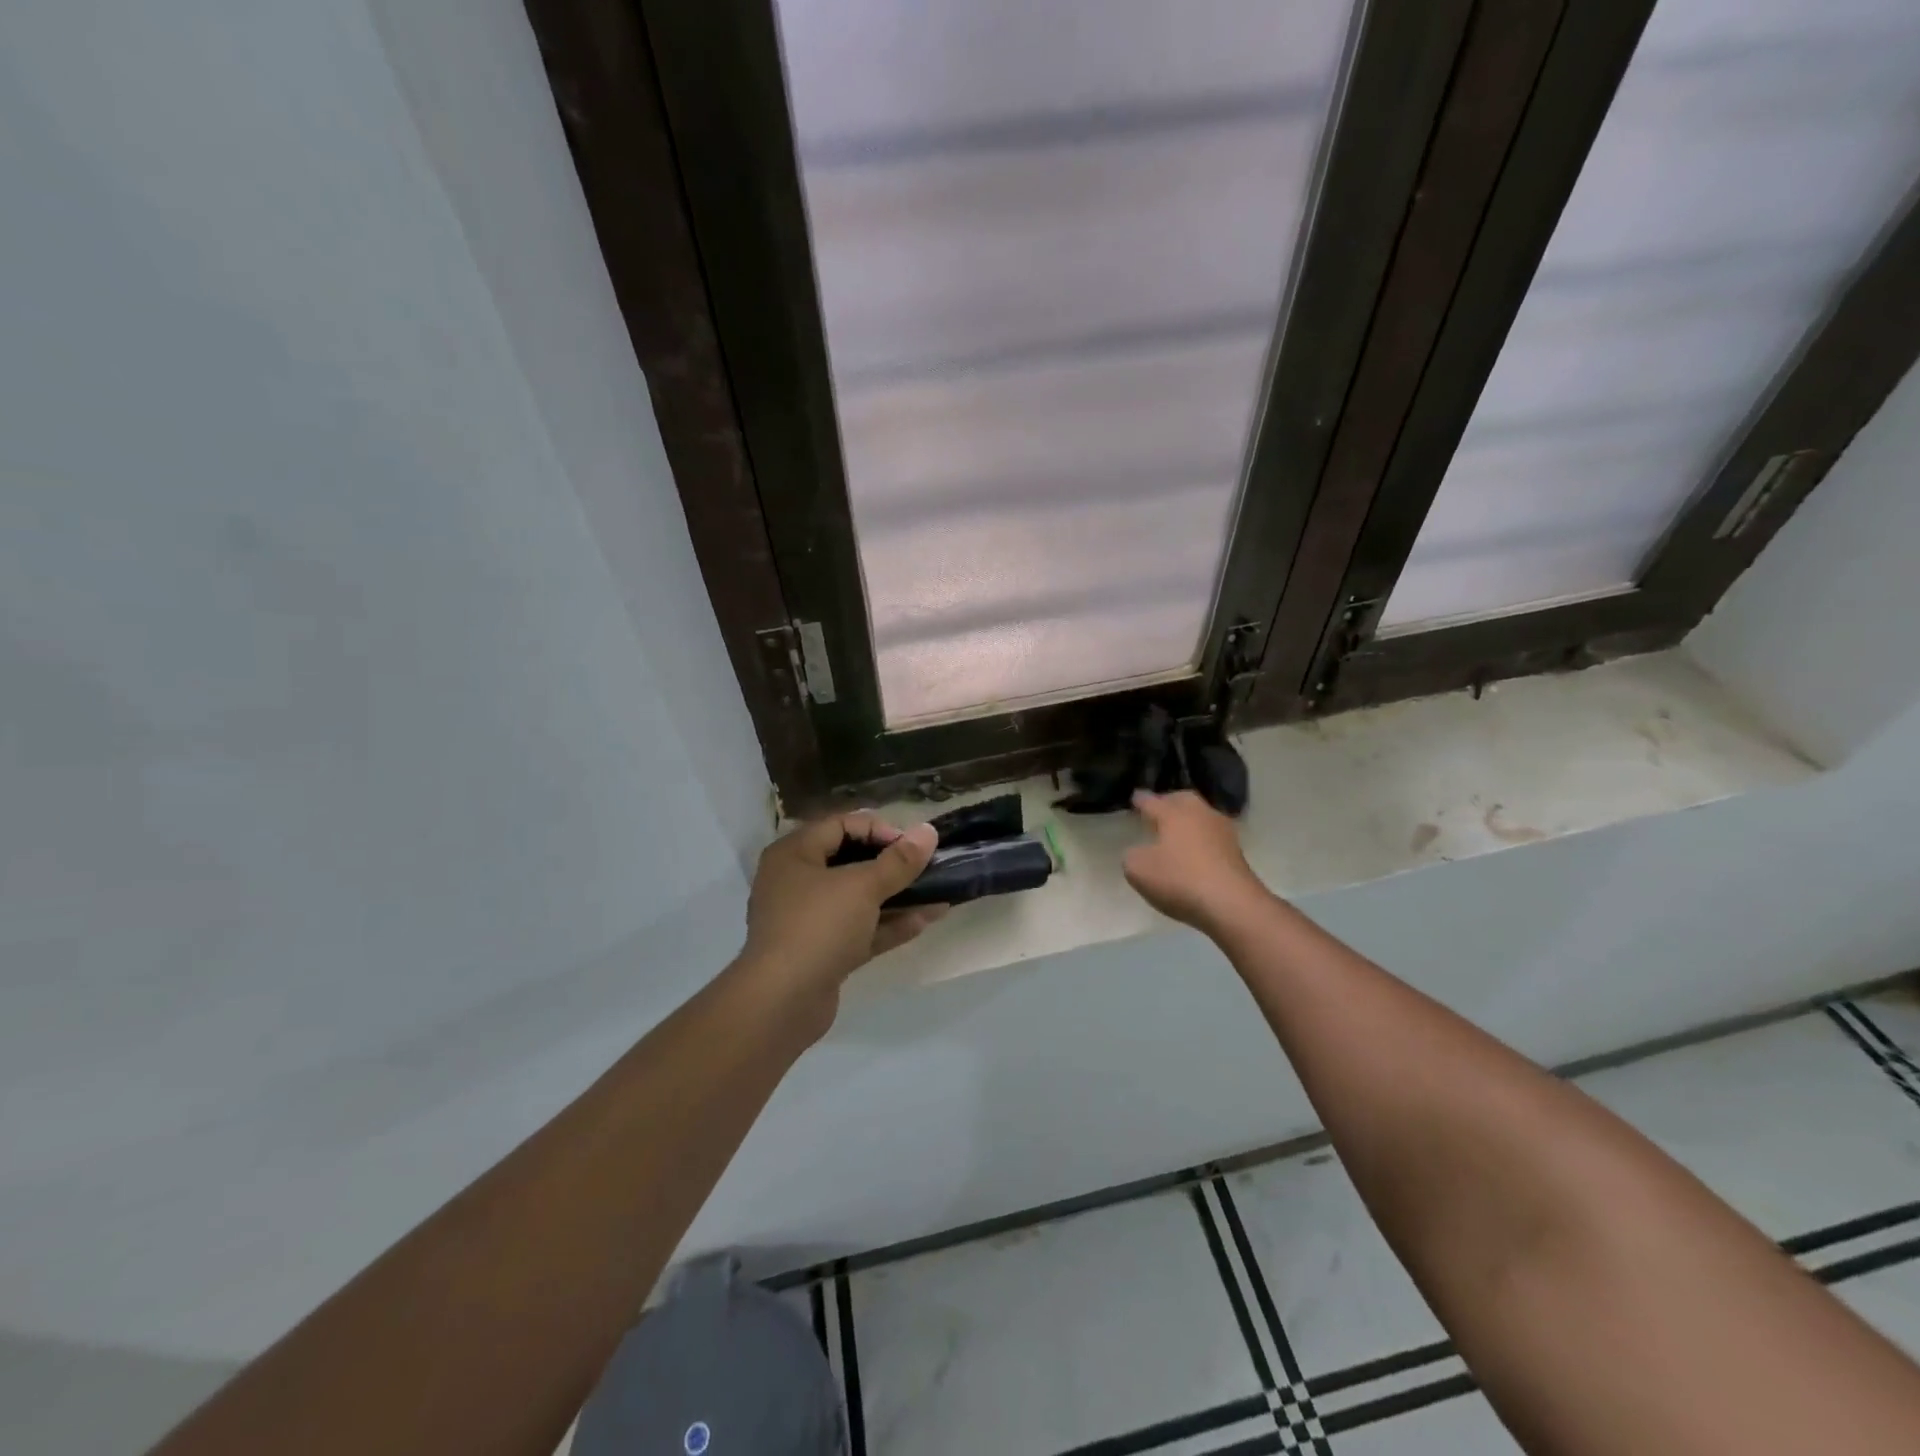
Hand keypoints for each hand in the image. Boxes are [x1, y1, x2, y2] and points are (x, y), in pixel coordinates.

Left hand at [742, 812, 944, 1004]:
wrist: (782, 1002)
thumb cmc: (818, 926)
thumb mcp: (862, 887)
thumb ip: (899, 861)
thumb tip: (929, 831)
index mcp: (794, 854)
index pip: (841, 825)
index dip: (879, 829)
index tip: (911, 845)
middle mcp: (796, 882)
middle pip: (850, 861)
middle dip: (892, 864)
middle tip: (926, 866)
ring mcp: (808, 920)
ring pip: (858, 899)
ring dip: (897, 895)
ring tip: (938, 892)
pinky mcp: (821, 952)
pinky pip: (859, 929)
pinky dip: (888, 924)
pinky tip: (926, 919)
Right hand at [1123, 790, 1267, 931]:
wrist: (1232, 904)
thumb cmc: (1180, 879)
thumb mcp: (1138, 870)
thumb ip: (1132, 856)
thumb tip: (1140, 852)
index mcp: (1173, 813)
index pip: (1152, 801)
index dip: (1140, 800)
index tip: (1135, 797)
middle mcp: (1200, 814)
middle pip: (1183, 800)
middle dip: (1169, 802)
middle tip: (1159, 810)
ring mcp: (1223, 832)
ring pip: (1202, 817)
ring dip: (1189, 821)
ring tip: (1177, 832)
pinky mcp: (1237, 853)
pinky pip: (1213, 838)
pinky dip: (1202, 840)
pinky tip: (1195, 852)